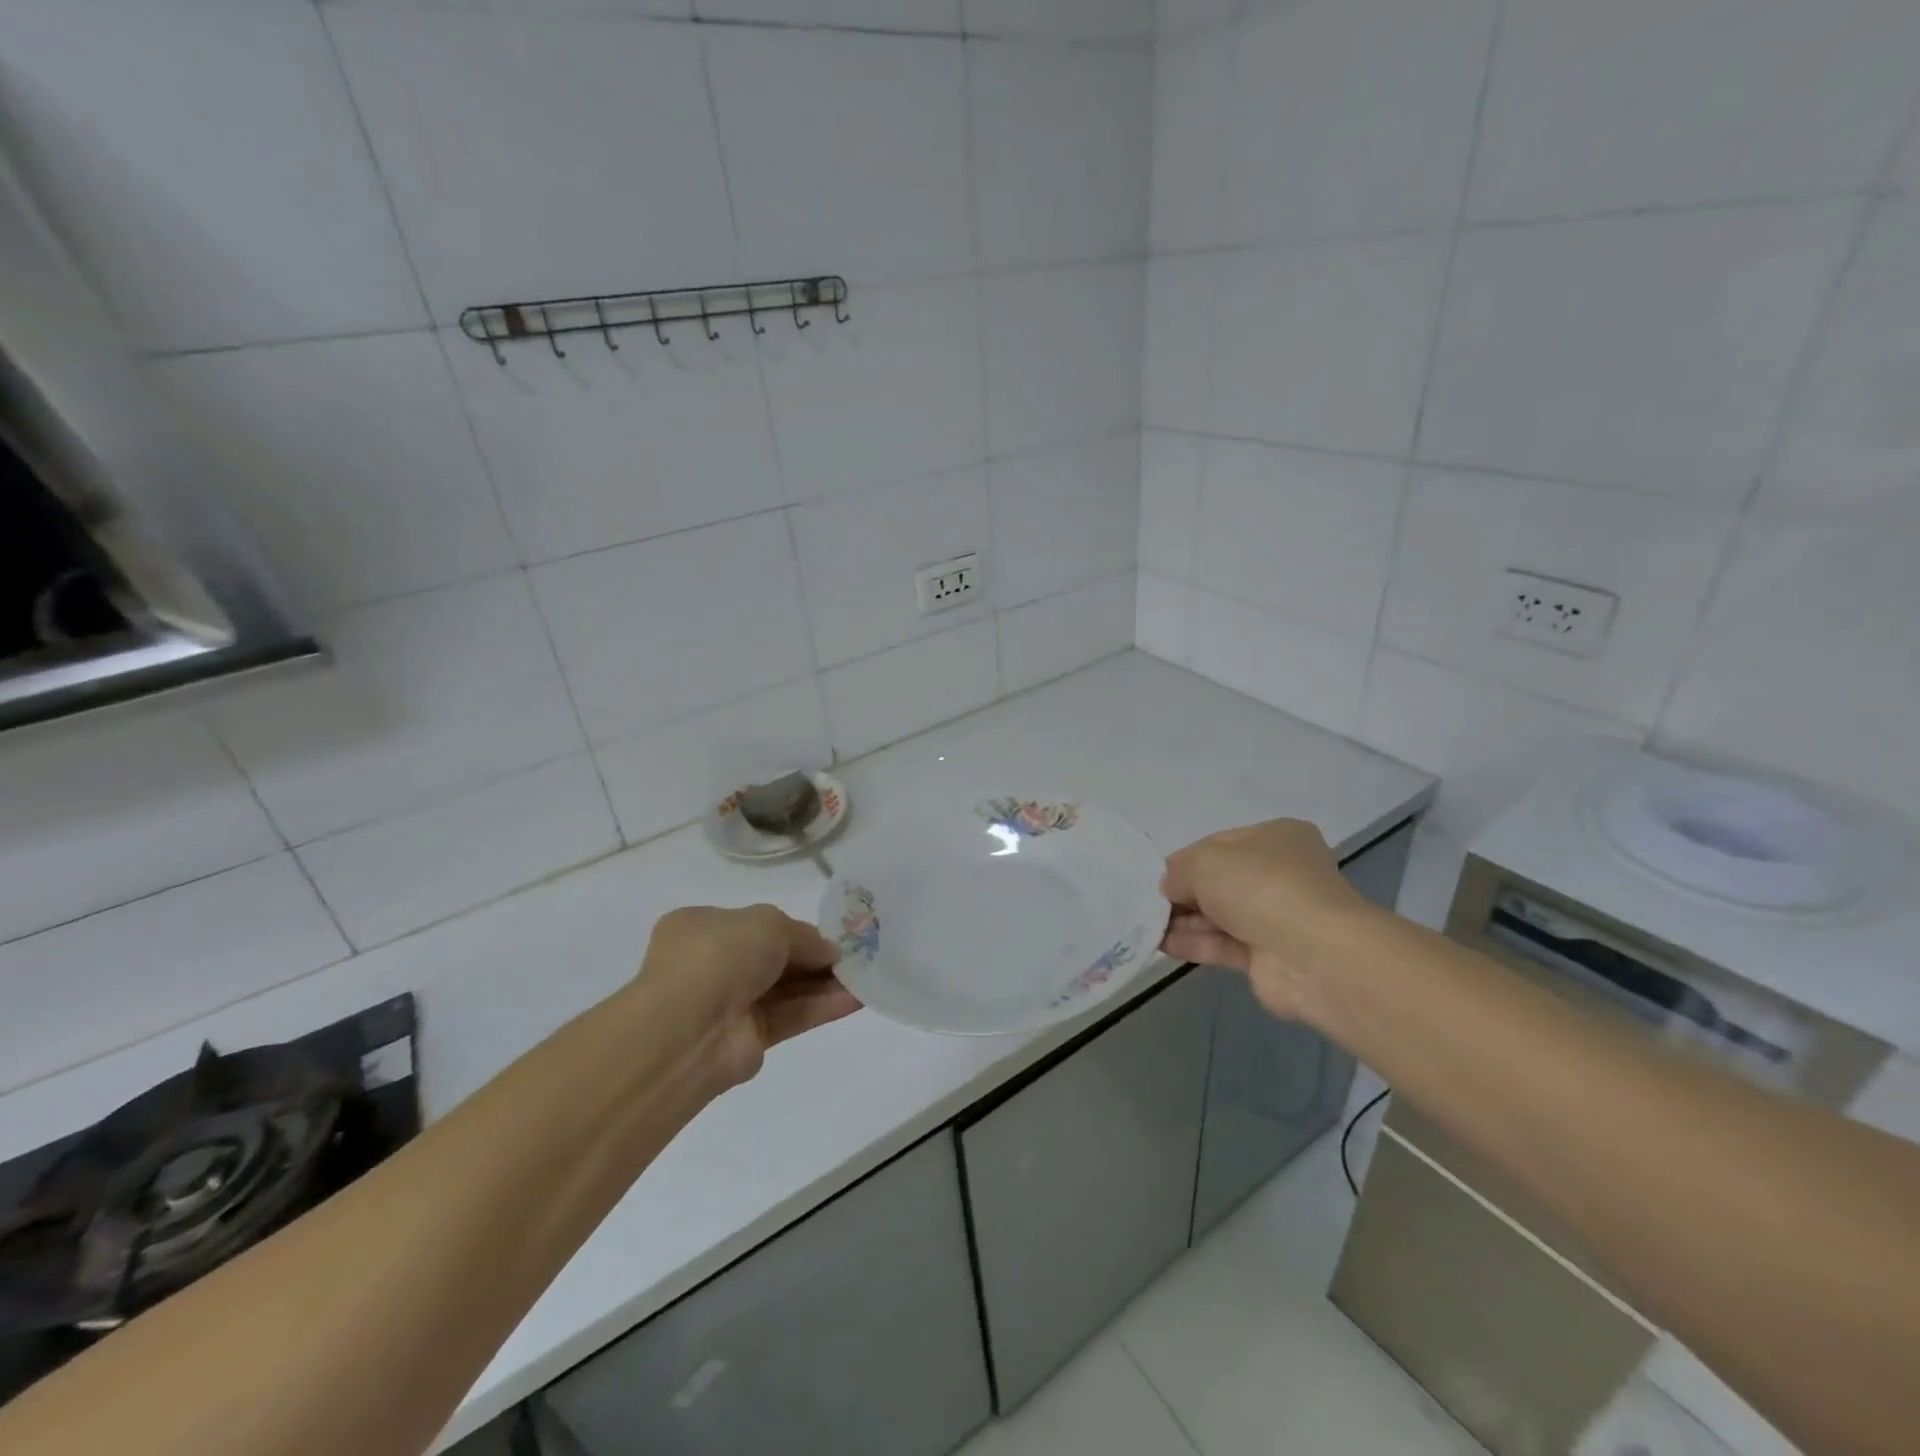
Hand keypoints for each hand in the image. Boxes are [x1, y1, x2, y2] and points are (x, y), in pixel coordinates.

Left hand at [638, 904, 860, 1089]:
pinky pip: (791, 1016)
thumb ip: (804, 936)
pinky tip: (856, 999)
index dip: (794, 929)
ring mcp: (729, 1003)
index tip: (830, 934)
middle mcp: (712, 964)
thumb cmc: (720, 954)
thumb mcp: (769, 923)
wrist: (689, 1028)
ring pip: (786, 989)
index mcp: (702, 926)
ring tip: (866, 975)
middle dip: (814, 957)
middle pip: (774, 958)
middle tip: (856, 955)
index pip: (755, 924)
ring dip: (824, 982)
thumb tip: (830, 951)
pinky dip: (821, 1007)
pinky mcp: (748, 1039)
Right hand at [1160, 819, 1371, 1019]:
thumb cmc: (1261, 887)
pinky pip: (1223, 945)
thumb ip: (1179, 870)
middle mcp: (1280, 874)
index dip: (1185, 859)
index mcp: (1276, 838)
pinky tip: (1161, 944)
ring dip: (1184, 920)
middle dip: (1183, 892)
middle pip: (1219, 881)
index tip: (1157, 876)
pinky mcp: (1269, 957)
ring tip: (1145, 925)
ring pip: (1220, 915)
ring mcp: (1277, 917)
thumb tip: (1169, 887)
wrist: (1315, 956)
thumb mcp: (1206, 862)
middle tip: (1146, 903)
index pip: (1219, 844)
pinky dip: (1194, 943)